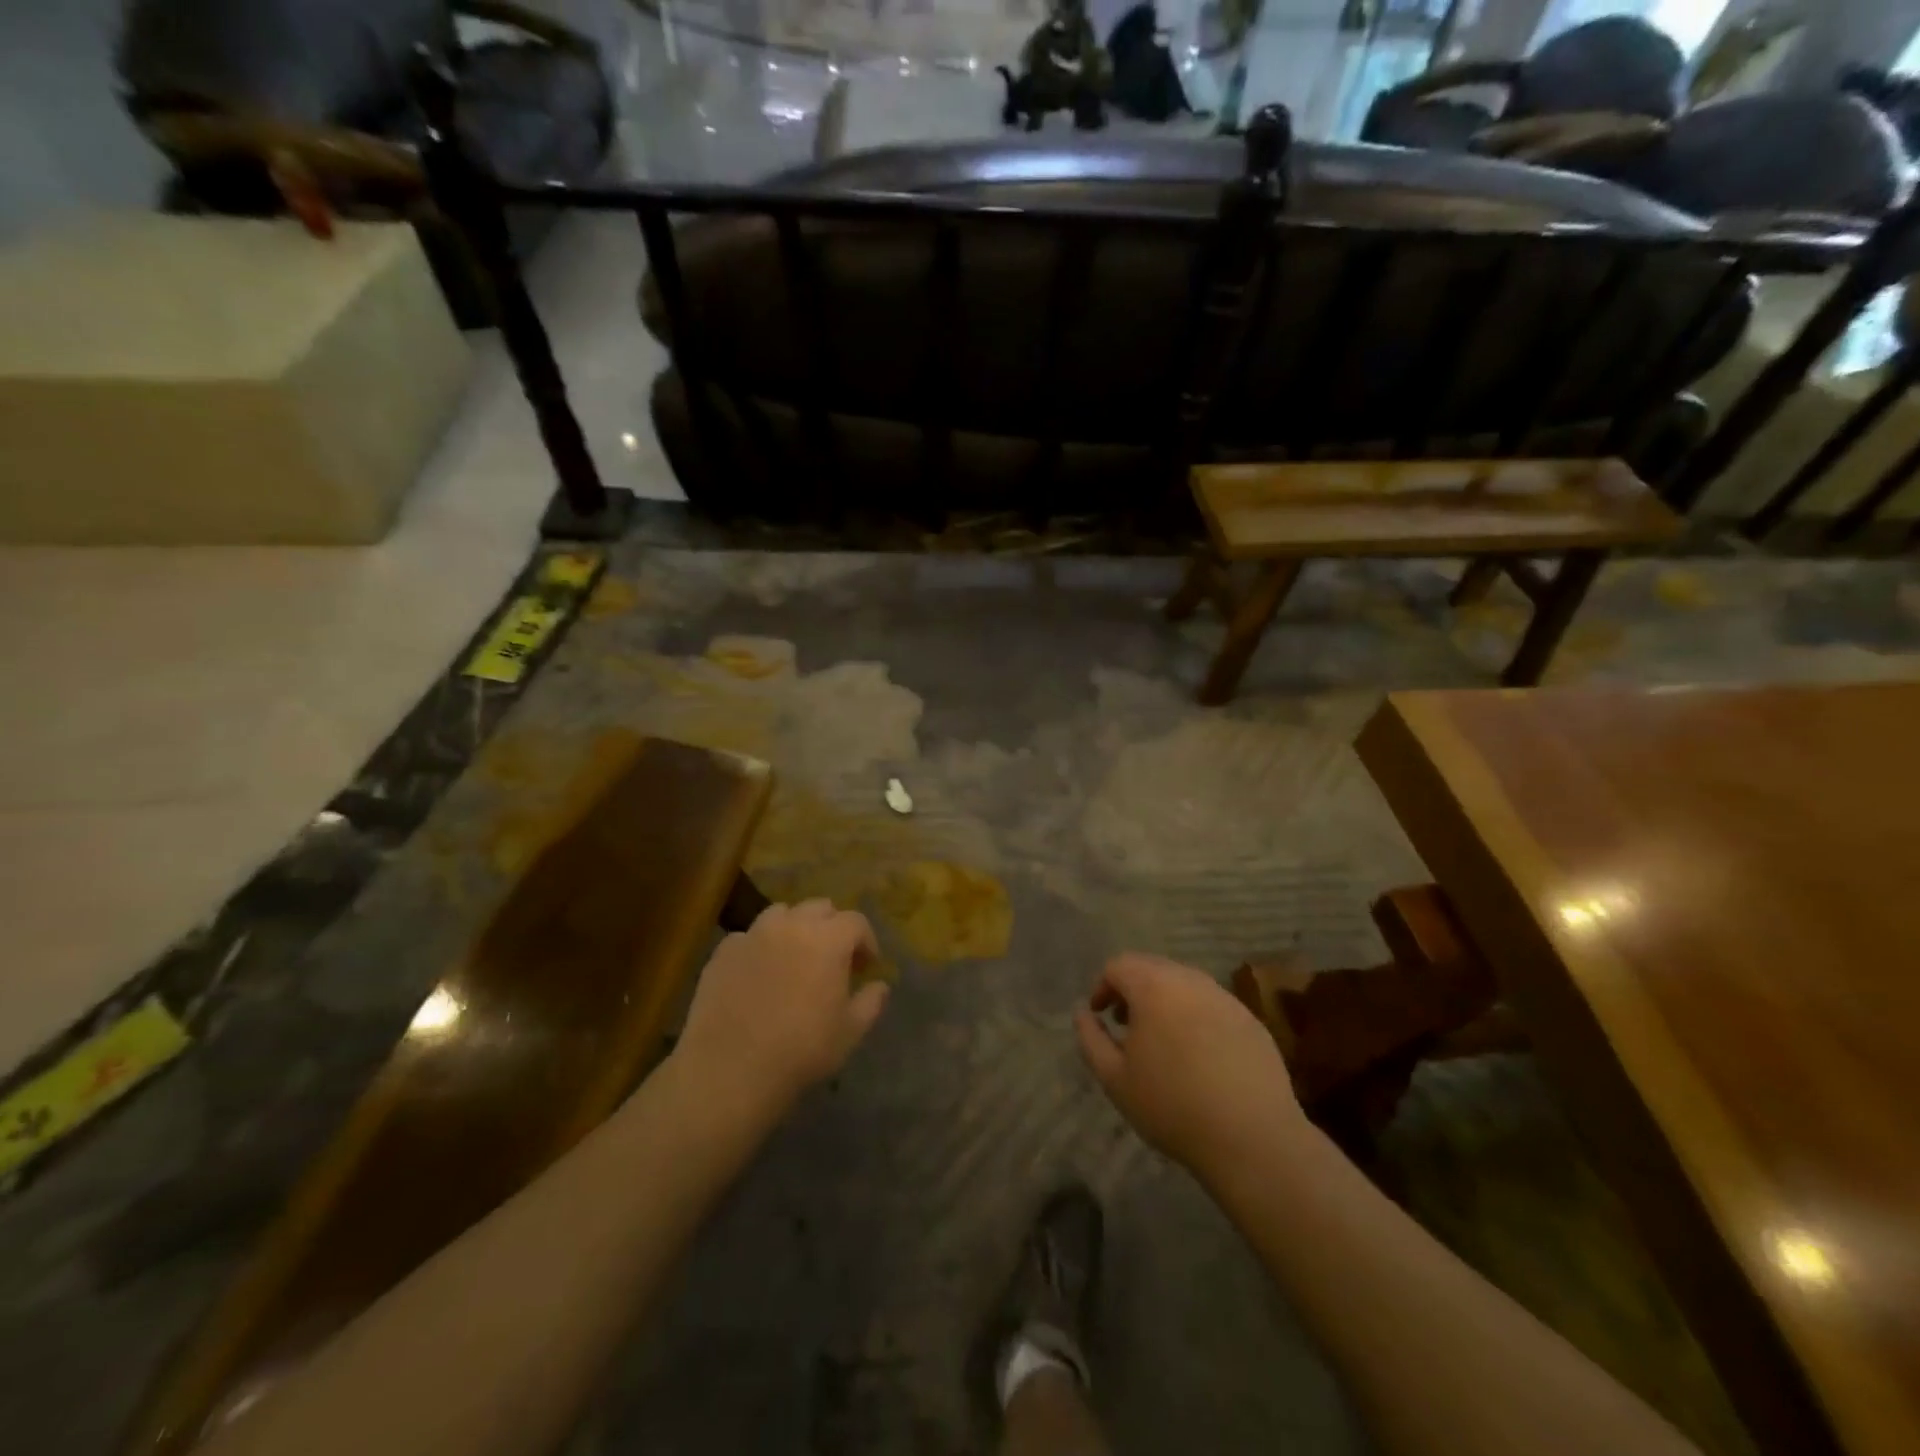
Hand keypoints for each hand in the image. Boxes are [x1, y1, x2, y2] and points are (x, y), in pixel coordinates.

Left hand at [675, 900, 889, 1115]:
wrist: (729, 1069)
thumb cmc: (801, 1050)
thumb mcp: (850, 1032)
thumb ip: (871, 1002)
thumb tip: (880, 985)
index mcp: (828, 939)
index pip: (856, 922)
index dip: (866, 941)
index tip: (866, 966)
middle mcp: (792, 925)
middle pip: (819, 908)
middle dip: (832, 927)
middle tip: (833, 959)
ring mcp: (753, 934)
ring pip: (781, 914)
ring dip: (795, 927)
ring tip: (794, 957)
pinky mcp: (723, 952)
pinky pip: (748, 936)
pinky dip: (760, 946)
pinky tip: (758, 974)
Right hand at [1075, 953, 1304, 1180]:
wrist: (1252, 1138)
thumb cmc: (1173, 1107)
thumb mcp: (1114, 1078)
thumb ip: (1091, 1038)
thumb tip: (1083, 1013)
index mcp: (1153, 987)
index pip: (1118, 965)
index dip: (1102, 986)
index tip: (1100, 1016)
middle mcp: (1190, 980)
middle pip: (1152, 968)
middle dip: (1132, 990)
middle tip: (1126, 1025)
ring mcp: (1224, 997)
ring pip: (1184, 984)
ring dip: (1164, 1001)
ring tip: (1161, 1040)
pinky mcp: (1250, 1019)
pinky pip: (1211, 1004)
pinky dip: (1195, 1016)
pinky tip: (1198, 1055)